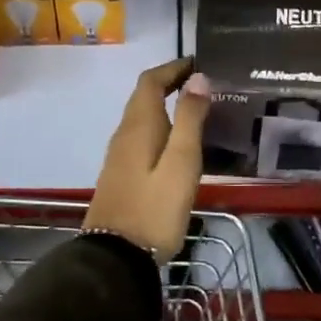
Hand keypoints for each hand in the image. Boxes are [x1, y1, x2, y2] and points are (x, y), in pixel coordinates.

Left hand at [84, 58, 210, 261]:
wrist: (116, 257)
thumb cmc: (154, 208)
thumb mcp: (181, 163)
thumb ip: (189, 119)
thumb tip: (198, 78)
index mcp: (139, 125)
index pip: (151, 80)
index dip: (173, 67)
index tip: (199, 63)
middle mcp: (124, 133)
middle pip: (144, 96)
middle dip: (171, 83)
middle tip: (205, 85)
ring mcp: (119, 155)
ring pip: (143, 117)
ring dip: (166, 105)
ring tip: (198, 110)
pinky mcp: (122, 174)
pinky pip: (142, 136)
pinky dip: (161, 127)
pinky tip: (179, 144)